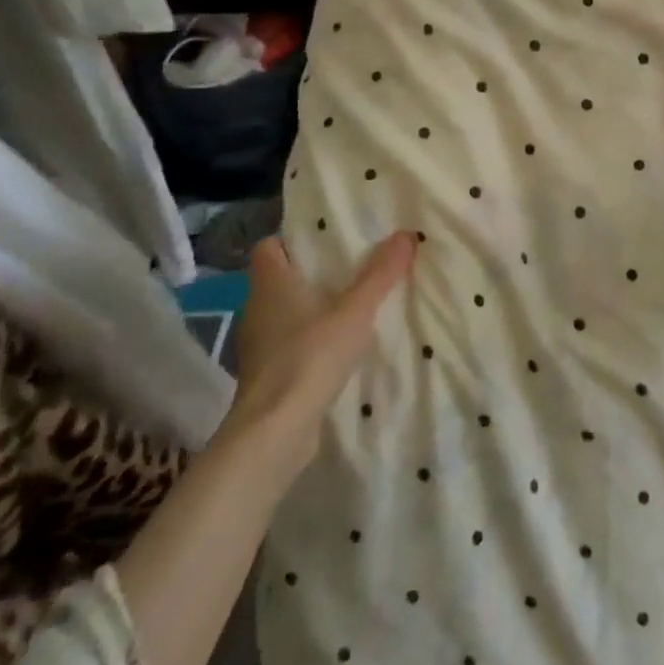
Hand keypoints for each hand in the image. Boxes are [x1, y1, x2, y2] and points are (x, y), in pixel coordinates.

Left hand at [230, 231, 417, 432]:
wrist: (276, 430)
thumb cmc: (311, 355)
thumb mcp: (355, 311)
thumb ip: (380, 274)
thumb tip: (406, 234)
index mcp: (271, 284)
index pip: (268, 247)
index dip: (292, 239)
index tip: (325, 238)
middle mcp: (257, 308)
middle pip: (280, 279)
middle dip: (311, 272)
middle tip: (351, 265)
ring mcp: (258, 345)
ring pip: (284, 313)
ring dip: (311, 308)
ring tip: (350, 305)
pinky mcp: (266, 374)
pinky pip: (288, 343)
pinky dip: (309, 340)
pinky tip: (338, 347)